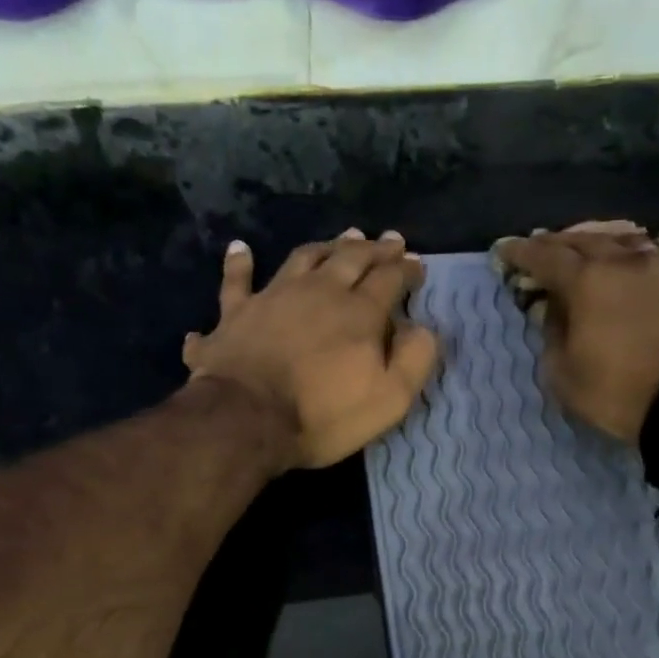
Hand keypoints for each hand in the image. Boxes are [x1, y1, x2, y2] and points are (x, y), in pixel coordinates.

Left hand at [183, 230, 439, 469]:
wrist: (246, 419)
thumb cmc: (323, 415)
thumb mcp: (388, 400)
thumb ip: (414, 360)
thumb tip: (422, 329)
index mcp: (359, 312)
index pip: (390, 279)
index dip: (407, 269)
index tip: (417, 263)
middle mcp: (319, 291)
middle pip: (351, 258)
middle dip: (374, 248)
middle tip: (389, 240)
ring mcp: (273, 297)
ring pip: (303, 258)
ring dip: (325, 246)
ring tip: (340, 238)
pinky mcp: (236, 313)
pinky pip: (236, 281)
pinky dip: (239, 263)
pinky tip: (239, 249)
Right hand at [492, 222, 658, 444]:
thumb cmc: (619, 392)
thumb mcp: (565, 375)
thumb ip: (553, 335)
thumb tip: (556, 310)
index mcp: (587, 281)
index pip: (545, 256)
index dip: (522, 252)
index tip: (505, 249)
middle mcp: (626, 260)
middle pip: (585, 239)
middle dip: (559, 242)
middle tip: (543, 246)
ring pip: (625, 240)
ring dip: (599, 242)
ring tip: (589, 248)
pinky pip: (655, 256)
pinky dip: (634, 257)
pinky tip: (633, 266)